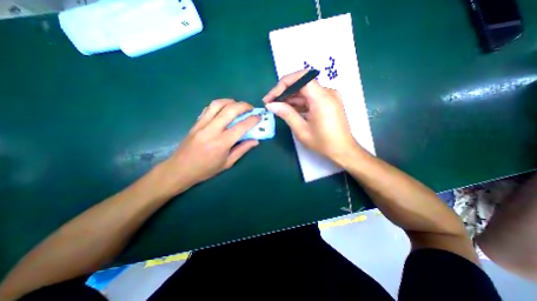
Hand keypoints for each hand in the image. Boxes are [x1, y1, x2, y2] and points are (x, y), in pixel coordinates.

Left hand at [158, 99, 258, 194]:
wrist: (180, 169)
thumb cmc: (206, 169)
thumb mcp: (227, 163)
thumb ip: (242, 150)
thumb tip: (255, 141)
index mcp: (222, 143)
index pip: (241, 127)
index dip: (252, 120)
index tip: (259, 117)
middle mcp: (212, 130)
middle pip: (230, 110)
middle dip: (243, 106)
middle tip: (250, 108)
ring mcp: (202, 124)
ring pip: (217, 104)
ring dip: (231, 101)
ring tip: (238, 105)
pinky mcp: (196, 123)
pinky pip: (208, 108)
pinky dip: (219, 105)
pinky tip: (224, 109)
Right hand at [263, 69, 357, 163]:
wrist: (343, 150)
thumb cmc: (323, 143)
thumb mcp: (302, 130)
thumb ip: (286, 114)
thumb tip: (271, 105)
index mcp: (321, 98)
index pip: (301, 77)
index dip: (282, 84)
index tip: (271, 97)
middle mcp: (327, 92)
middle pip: (302, 83)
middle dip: (284, 92)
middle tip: (271, 103)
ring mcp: (329, 96)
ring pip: (305, 91)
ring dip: (290, 98)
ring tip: (277, 108)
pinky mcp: (328, 102)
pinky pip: (311, 97)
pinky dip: (299, 102)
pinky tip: (289, 110)